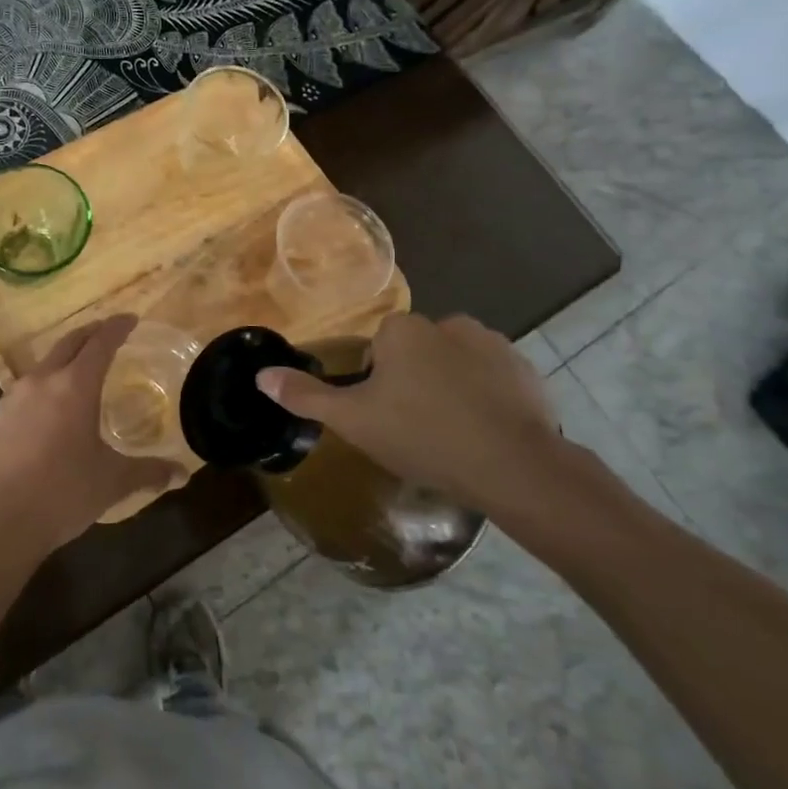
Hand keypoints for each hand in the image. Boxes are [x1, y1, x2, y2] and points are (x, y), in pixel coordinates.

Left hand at [0, 315, 175, 559]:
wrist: (0, 521)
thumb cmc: (64, 493)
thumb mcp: (113, 482)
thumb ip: (149, 472)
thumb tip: (182, 473)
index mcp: (75, 386)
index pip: (101, 342)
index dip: (117, 327)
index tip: (130, 319)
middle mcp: (42, 380)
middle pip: (69, 342)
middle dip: (91, 333)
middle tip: (107, 333)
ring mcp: (13, 397)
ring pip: (44, 365)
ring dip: (64, 360)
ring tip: (78, 373)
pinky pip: (23, 392)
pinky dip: (42, 390)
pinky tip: (46, 413)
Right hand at [256, 313, 566, 522]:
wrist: (513, 466)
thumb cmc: (422, 436)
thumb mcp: (354, 421)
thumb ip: (307, 396)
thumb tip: (261, 375)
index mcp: (402, 330)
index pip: (379, 350)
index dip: (378, 386)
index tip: (388, 419)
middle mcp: (446, 322)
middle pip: (417, 354)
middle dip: (415, 384)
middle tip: (418, 430)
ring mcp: (492, 343)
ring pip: (455, 364)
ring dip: (452, 388)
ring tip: (456, 435)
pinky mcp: (525, 368)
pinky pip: (493, 378)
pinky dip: (488, 397)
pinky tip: (488, 433)